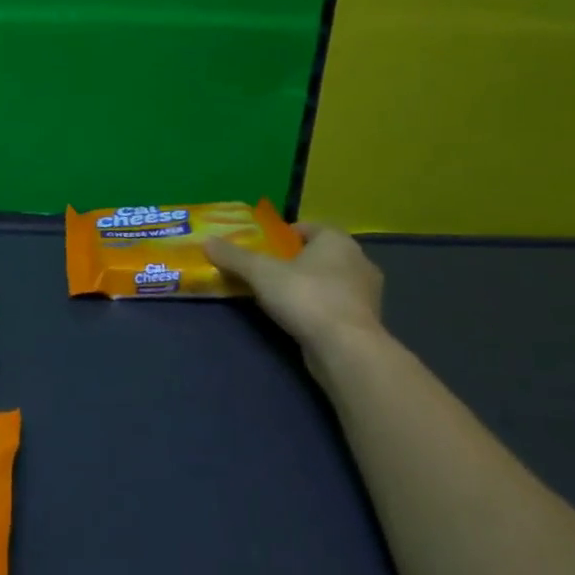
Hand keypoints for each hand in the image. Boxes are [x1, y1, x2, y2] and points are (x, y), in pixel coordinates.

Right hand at [206, 223, 383, 348]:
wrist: (345, 348)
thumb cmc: (305, 297)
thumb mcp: (260, 272)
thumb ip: (233, 256)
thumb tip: (206, 241)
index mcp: (337, 241)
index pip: (310, 227)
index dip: (285, 234)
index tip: (263, 247)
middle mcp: (358, 260)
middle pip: (320, 253)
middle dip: (295, 260)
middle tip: (267, 270)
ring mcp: (367, 293)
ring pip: (331, 279)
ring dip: (309, 284)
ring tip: (279, 296)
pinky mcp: (366, 320)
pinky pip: (336, 304)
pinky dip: (319, 306)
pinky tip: (299, 317)